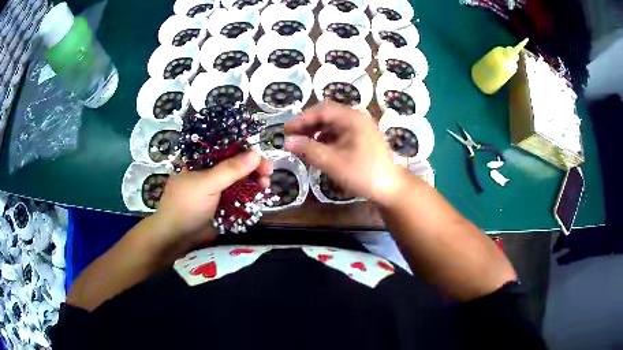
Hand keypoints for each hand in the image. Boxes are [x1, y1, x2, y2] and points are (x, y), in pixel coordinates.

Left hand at [150, 151, 272, 250]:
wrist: (177, 237)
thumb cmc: (186, 205)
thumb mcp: (206, 184)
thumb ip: (230, 169)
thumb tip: (257, 154)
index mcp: (199, 159)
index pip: (225, 146)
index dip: (244, 148)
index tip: (261, 156)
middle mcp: (208, 169)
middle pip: (235, 162)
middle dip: (252, 166)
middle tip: (268, 172)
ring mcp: (215, 187)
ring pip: (239, 179)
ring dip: (253, 181)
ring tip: (265, 186)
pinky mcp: (221, 202)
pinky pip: (238, 194)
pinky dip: (250, 194)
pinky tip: (260, 195)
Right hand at [285, 102, 405, 205]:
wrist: (390, 188)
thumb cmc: (363, 173)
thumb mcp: (333, 162)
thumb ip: (308, 149)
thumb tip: (286, 142)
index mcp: (353, 118)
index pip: (322, 110)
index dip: (302, 119)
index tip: (286, 130)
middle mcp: (357, 117)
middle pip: (327, 114)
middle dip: (308, 124)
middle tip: (291, 136)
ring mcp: (361, 127)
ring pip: (333, 123)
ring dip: (316, 131)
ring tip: (302, 143)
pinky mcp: (362, 137)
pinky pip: (340, 131)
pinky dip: (327, 138)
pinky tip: (319, 148)